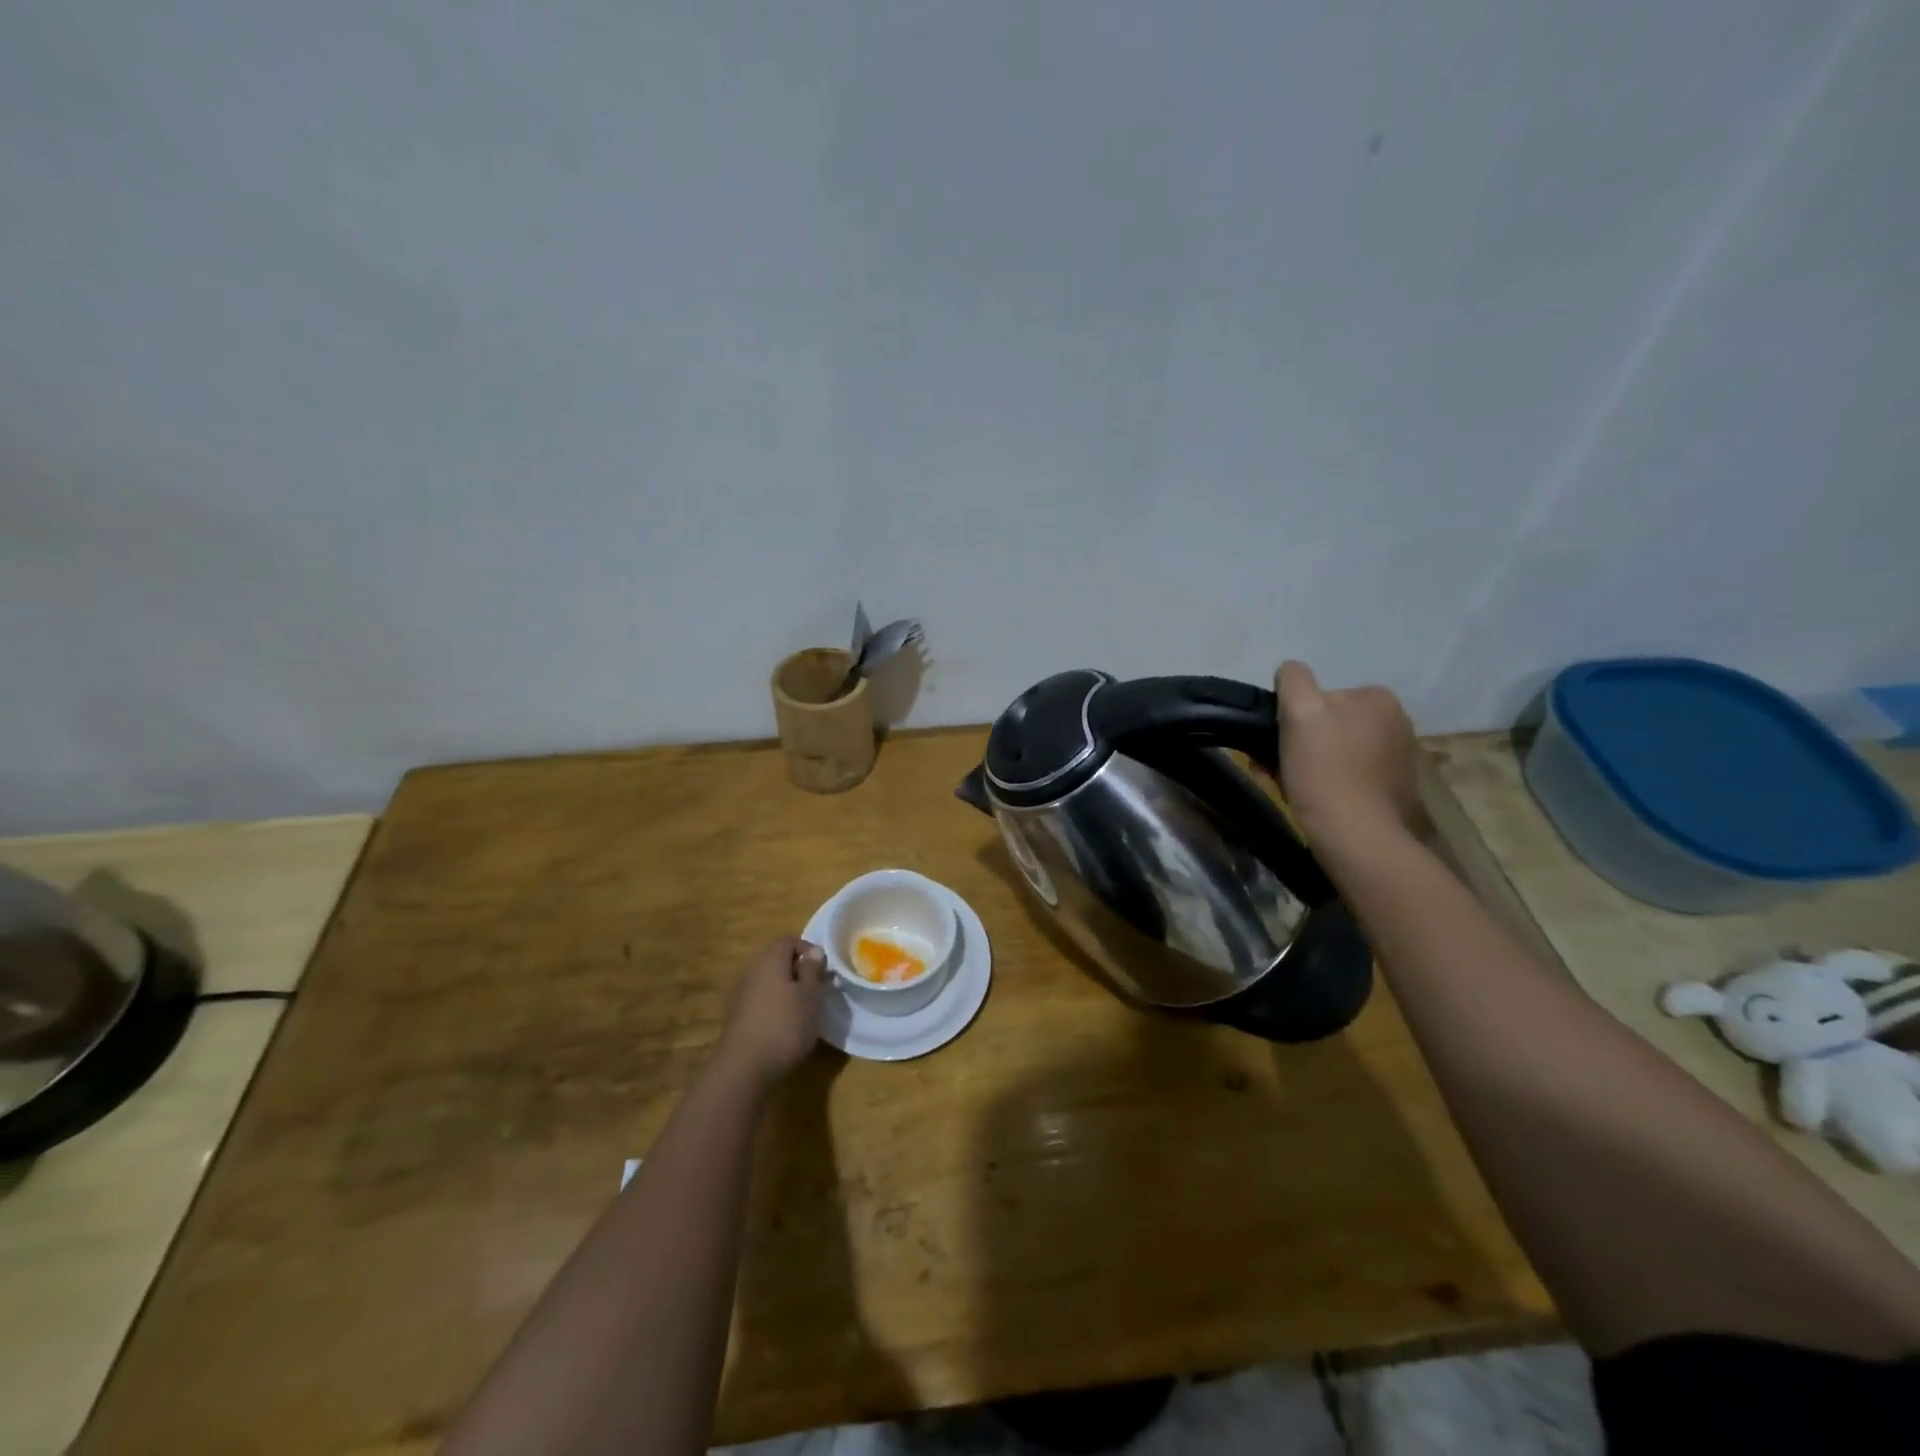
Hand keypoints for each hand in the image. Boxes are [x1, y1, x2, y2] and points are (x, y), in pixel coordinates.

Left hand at [713, 936, 826, 1090]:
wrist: (744, 1069)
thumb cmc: (785, 1026)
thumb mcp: (810, 996)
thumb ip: (812, 970)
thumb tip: (814, 950)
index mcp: (770, 960)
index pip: (789, 940)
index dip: (808, 949)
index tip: (824, 970)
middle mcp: (752, 971)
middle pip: (777, 960)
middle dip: (798, 970)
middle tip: (816, 989)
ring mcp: (741, 994)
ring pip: (768, 981)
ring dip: (786, 990)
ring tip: (803, 1010)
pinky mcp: (737, 1017)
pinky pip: (760, 1000)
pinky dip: (774, 1006)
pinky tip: (784, 1026)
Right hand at [1274, 660, 1417, 846]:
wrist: (1355, 835)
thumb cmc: (1324, 770)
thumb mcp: (1299, 711)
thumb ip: (1294, 680)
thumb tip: (1291, 670)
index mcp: (1378, 698)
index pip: (1321, 696)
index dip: (1295, 718)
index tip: (1280, 743)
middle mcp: (1398, 721)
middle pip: (1330, 724)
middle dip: (1302, 742)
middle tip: (1277, 767)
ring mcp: (1401, 757)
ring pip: (1339, 750)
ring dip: (1314, 763)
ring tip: (1294, 786)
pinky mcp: (1397, 788)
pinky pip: (1354, 775)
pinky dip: (1334, 782)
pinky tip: (1320, 799)